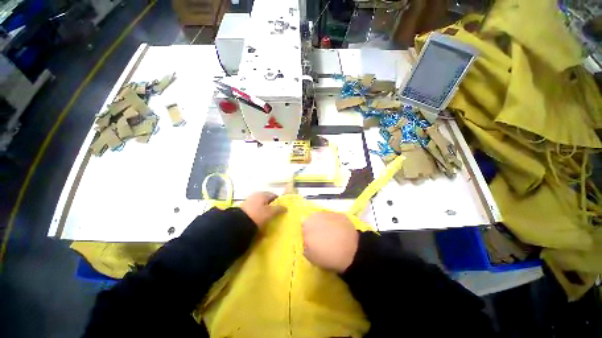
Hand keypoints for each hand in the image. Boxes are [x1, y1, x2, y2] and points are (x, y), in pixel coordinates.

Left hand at [240, 192, 285, 228]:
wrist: (239, 223)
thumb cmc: (257, 215)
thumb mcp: (270, 212)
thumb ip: (279, 209)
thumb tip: (286, 207)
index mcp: (263, 194)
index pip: (274, 195)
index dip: (279, 201)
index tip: (281, 209)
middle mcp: (256, 195)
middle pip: (267, 199)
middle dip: (271, 205)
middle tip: (275, 213)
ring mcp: (249, 200)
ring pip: (261, 203)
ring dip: (265, 208)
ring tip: (268, 217)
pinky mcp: (244, 207)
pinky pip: (255, 207)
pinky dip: (258, 211)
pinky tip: (260, 218)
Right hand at [302, 211, 358, 272]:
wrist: (351, 250)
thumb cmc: (327, 255)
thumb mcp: (310, 257)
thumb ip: (305, 247)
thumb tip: (307, 243)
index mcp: (307, 224)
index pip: (303, 229)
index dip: (307, 236)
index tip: (312, 244)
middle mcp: (316, 215)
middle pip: (313, 221)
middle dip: (316, 228)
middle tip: (322, 239)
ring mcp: (329, 213)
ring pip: (324, 219)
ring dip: (325, 225)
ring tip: (333, 236)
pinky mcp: (340, 214)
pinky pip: (335, 219)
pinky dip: (336, 224)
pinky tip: (341, 233)